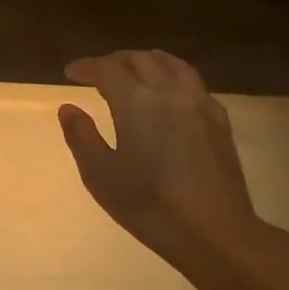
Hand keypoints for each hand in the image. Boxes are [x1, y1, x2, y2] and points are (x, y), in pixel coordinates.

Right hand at [58, 51, 266, 272]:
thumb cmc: (148, 204)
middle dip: (115, 60)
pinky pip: (193, 82)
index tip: (71, 72)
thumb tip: (68, 108)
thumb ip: (82, 137)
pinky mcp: (220, 121)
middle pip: (140, 60)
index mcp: (136, 101)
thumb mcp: (101, 175)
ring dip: (147, 60)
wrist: (213, 229)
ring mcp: (200, 103)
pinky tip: (171, 93)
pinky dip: (173, 75)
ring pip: (172, 64)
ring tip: (134, 69)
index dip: (86, 66)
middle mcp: (170, 91)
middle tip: (98, 71)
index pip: (107, 69)